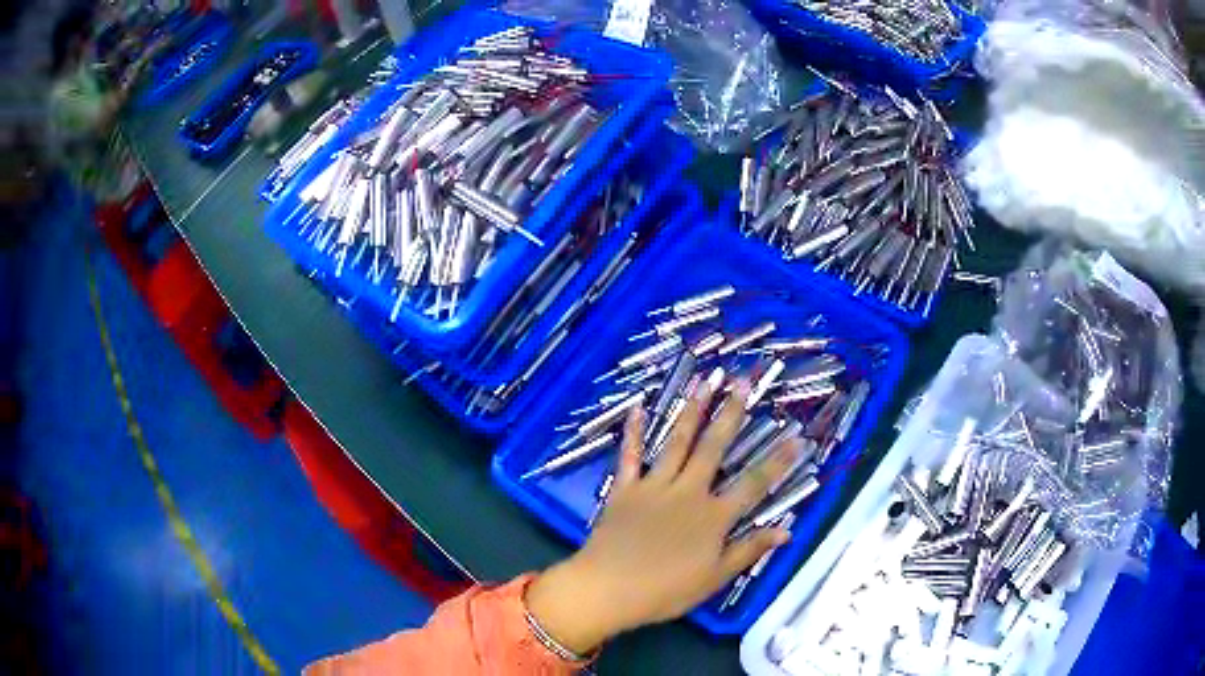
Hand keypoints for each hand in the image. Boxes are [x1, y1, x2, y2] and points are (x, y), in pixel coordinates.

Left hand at [525, 379, 800, 654]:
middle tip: (743, 384)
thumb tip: (786, 530)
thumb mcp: (715, 578)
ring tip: (705, 382)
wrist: (609, 589)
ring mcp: (655, 487)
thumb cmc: (666, 590)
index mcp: (713, 516)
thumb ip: (749, 550)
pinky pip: (631, 456)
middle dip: (731, 414)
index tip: (797, 437)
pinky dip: (633, 432)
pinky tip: (637, 409)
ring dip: (692, 411)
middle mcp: (688, 492)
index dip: (778, 461)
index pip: (754, 484)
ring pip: (678, 442)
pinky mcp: (625, 489)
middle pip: (714, 448)